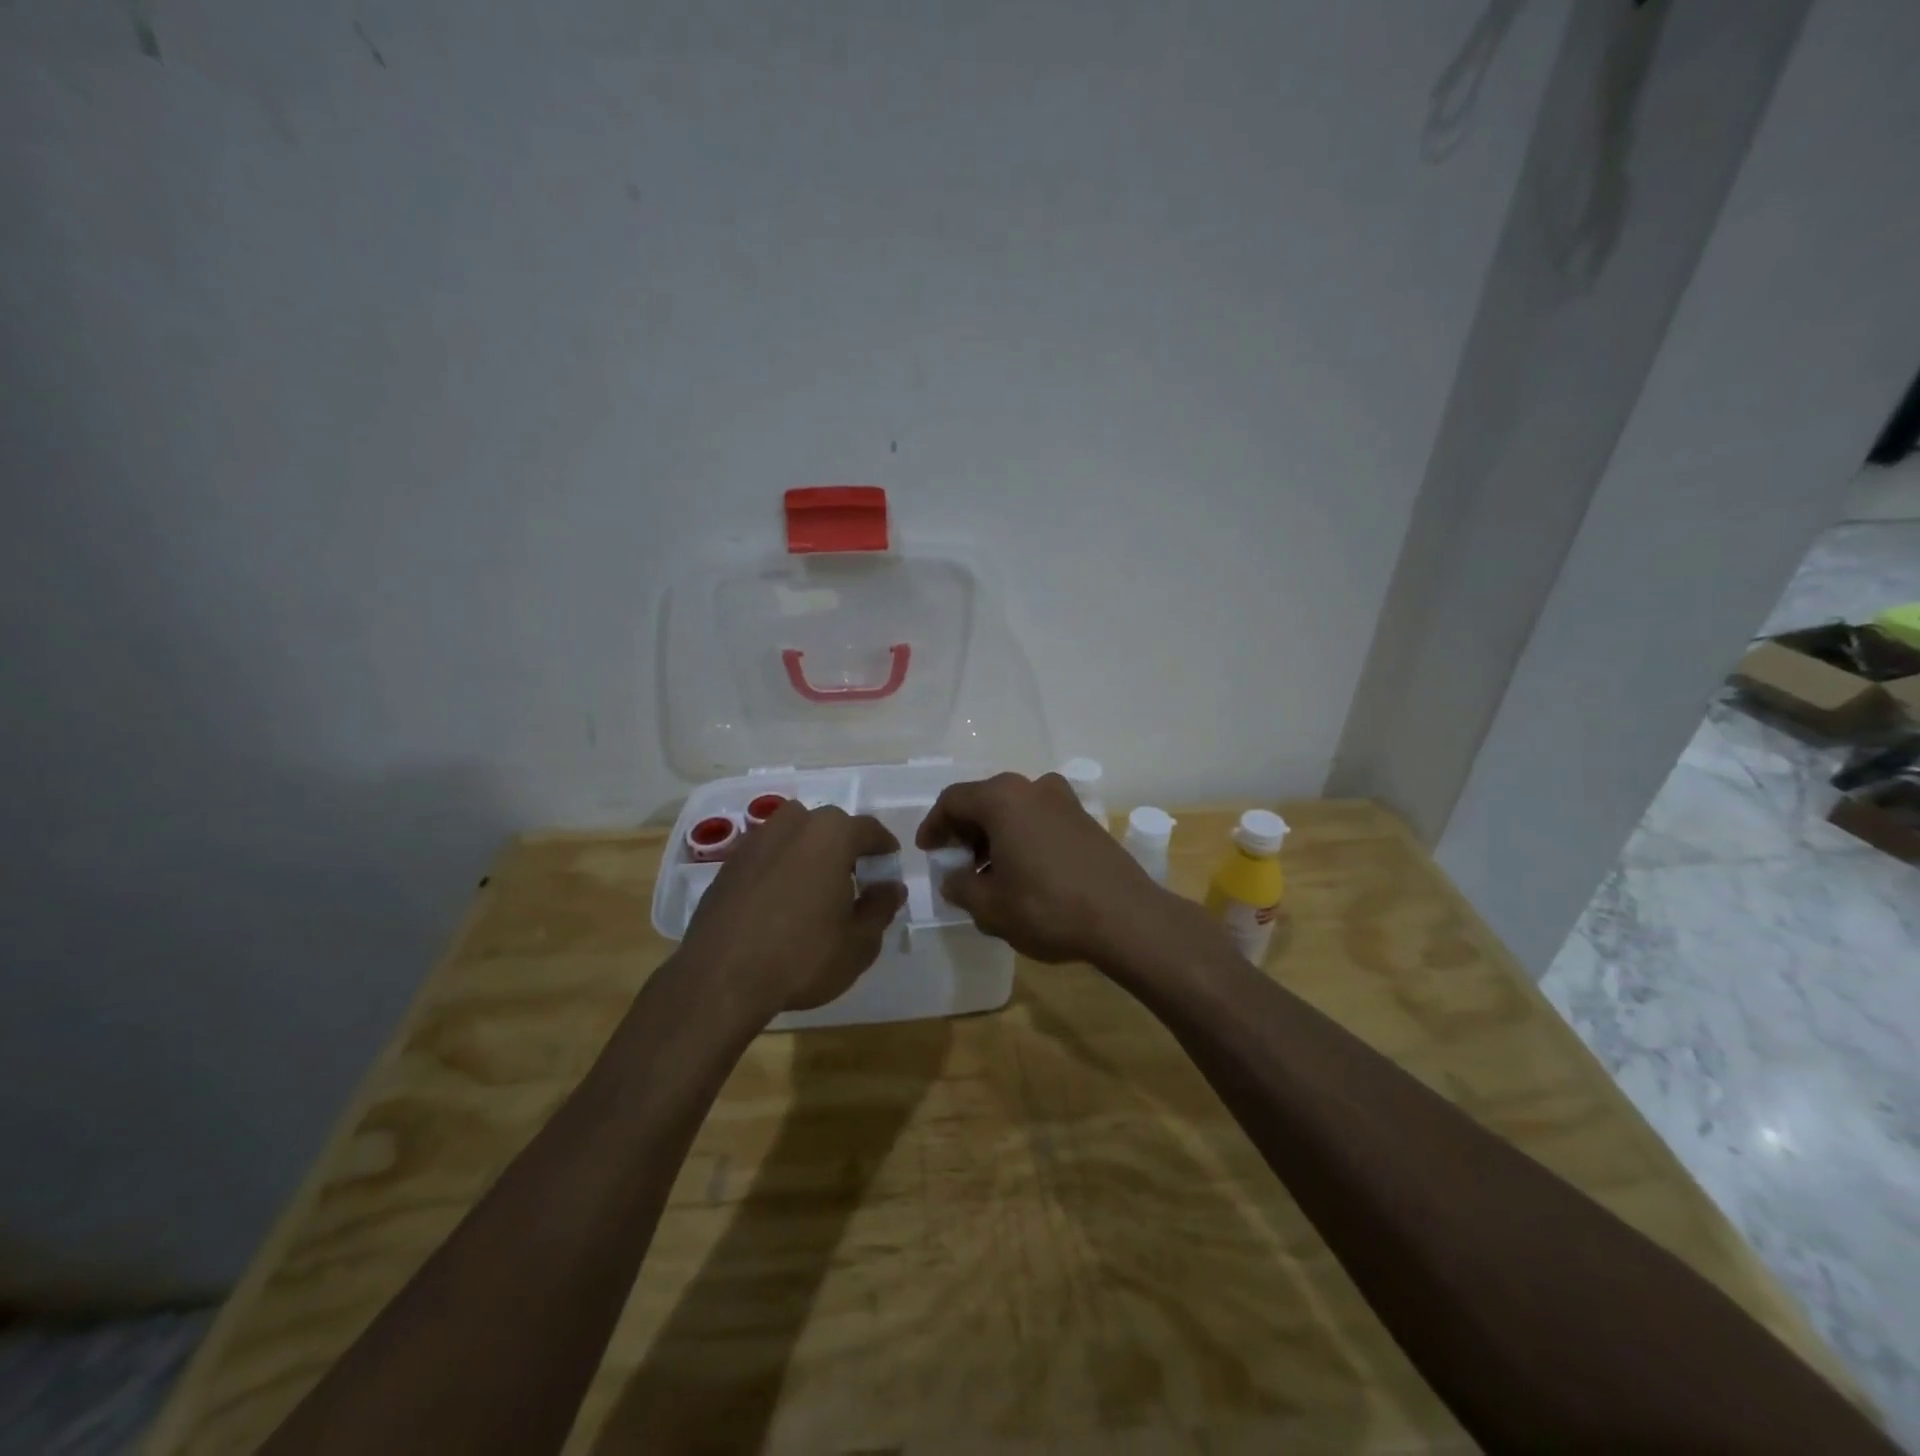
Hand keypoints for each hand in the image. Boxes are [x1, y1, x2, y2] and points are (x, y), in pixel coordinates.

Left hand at [677, 803, 906, 1020]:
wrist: (720, 979)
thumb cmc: (802, 956)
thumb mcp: (859, 942)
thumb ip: (881, 907)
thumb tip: (891, 887)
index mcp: (831, 834)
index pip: (869, 829)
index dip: (884, 850)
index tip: (888, 872)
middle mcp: (793, 824)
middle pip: (830, 827)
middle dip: (846, 849)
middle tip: (854, 884)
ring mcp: (755, 841)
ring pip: (795, 837)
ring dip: (810, 854)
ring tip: (815, 891)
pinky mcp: (728, 864)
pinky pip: (767, 856)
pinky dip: (780, 869)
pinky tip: (781, 904)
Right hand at [916, 772, 1198, 964]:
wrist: (1126, 918)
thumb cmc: (1048, 908)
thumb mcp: (990, 906)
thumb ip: (960, 886)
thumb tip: (954, 877)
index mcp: (1002, 799)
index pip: (953, 800)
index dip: (934, 825)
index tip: (928, 850)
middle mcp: (1033, 787)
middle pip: (985, 800)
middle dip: (965, 830)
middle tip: (956, 862)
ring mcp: (1064, 800)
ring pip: (1014, 809)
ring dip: (994, 835)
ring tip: (988, 873)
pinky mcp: (1085, 819)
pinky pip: (1039, 818)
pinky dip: (1021, 836)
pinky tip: (1023, 872)